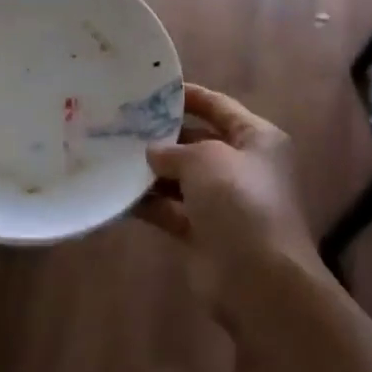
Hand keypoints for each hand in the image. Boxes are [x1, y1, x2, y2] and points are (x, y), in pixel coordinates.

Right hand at [135, 84, 316, 301]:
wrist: (259, 281)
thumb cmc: (240, 202)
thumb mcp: (205, 159)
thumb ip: (174, 150)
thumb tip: (153, 152)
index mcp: (257, 139)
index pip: (218, 106)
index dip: (187, 96)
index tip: (150, 89)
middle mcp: (243, 167)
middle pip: (197, 142)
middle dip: (163, 135)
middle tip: (122, 123)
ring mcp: (224, 203)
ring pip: (182, 178)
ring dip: (152, 171)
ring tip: (112, 155)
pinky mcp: (205, 234)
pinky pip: (172, 210)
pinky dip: (149, 203)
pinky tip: (118, 194)